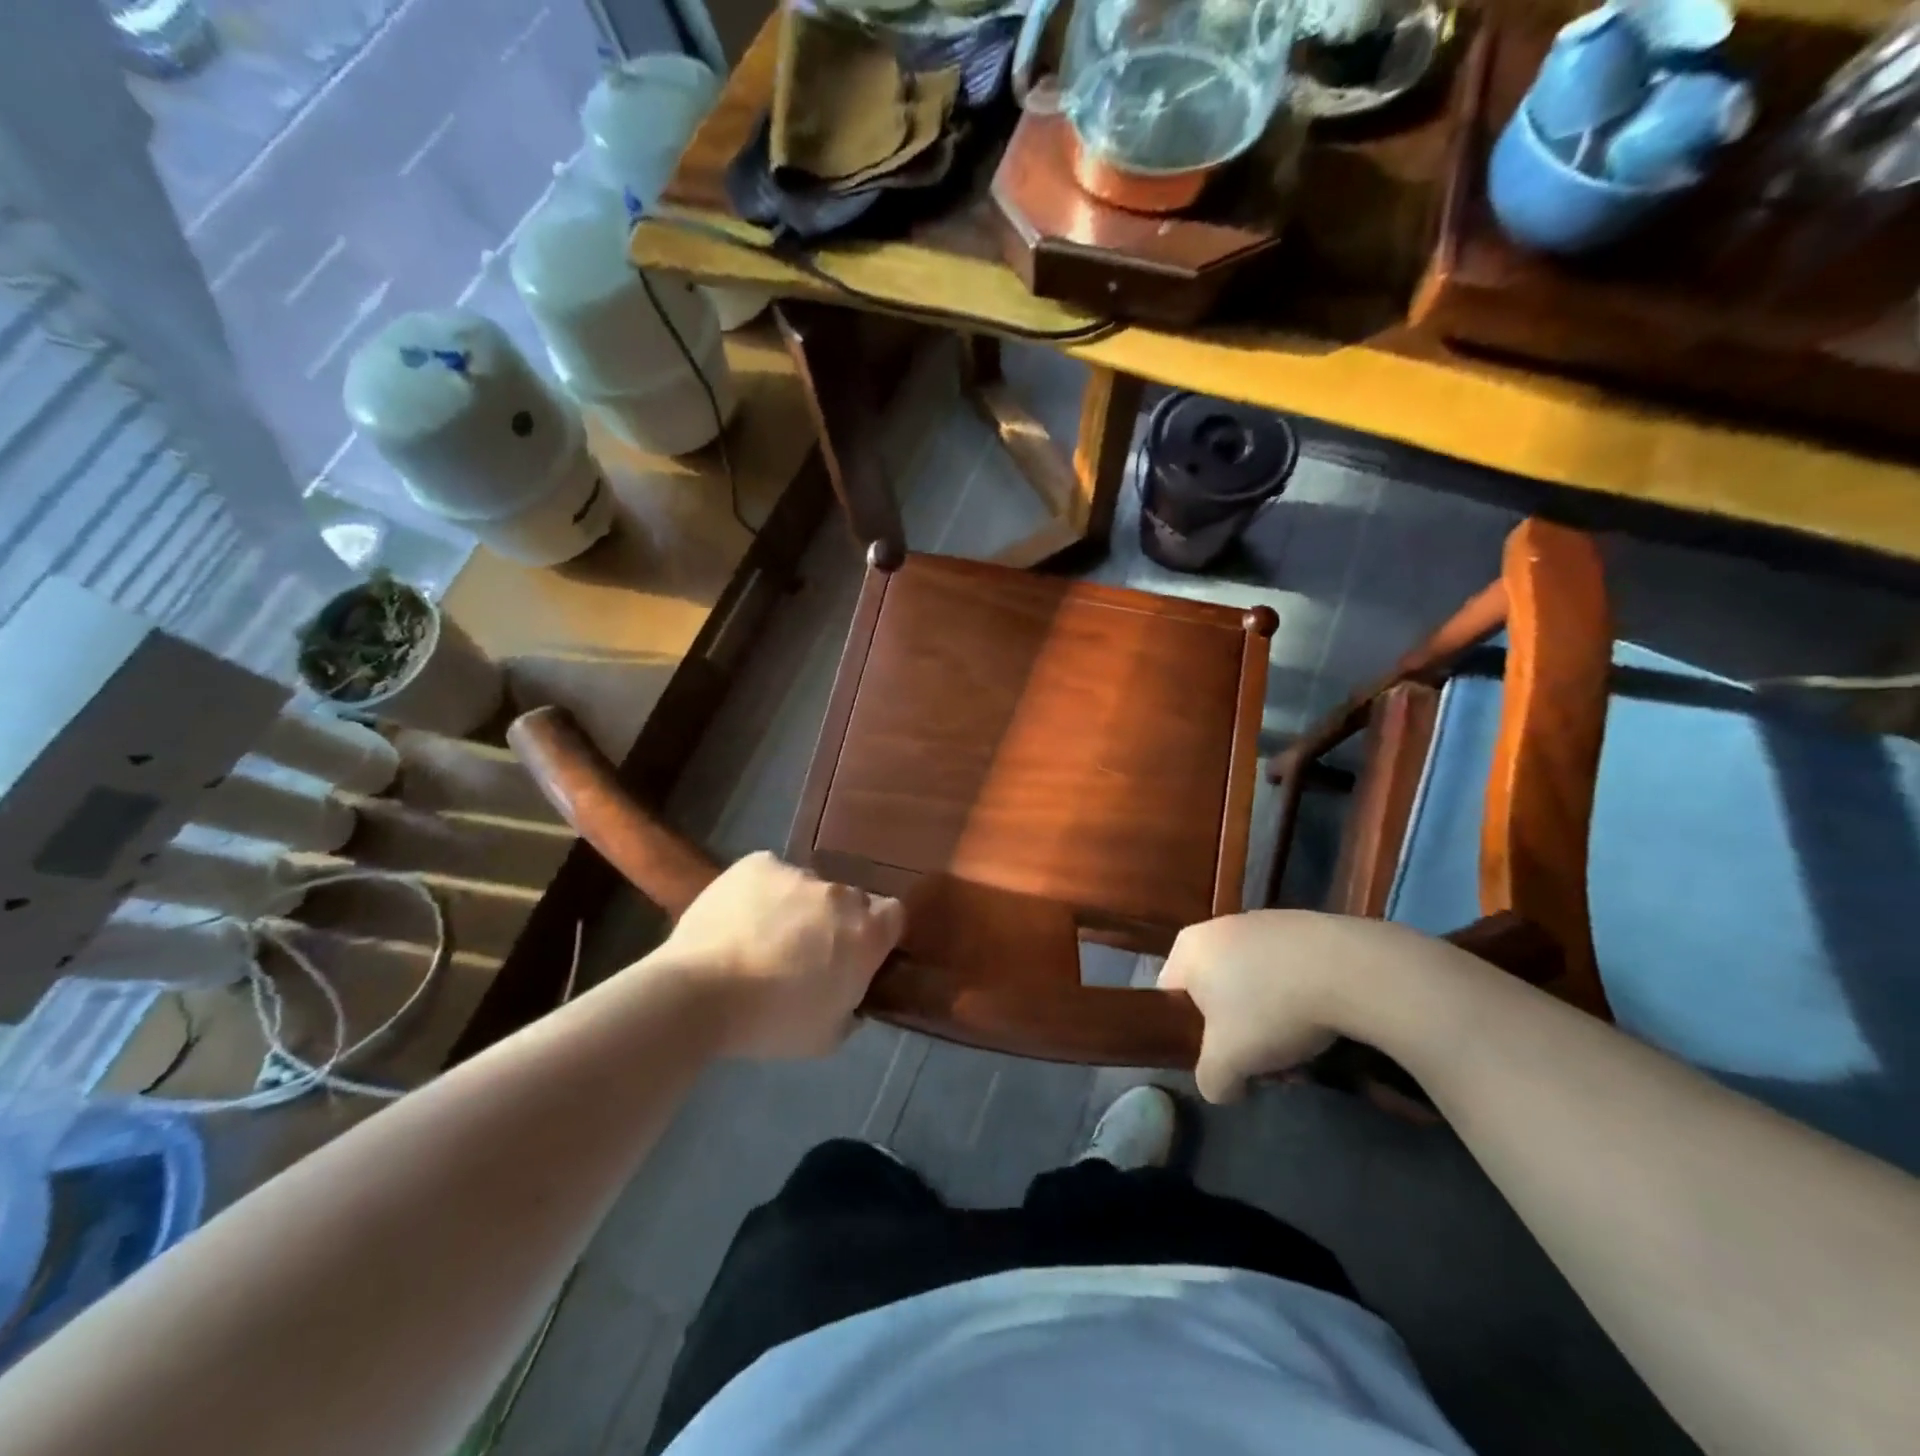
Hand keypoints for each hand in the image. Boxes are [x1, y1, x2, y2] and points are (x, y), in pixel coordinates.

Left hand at [656, 852, 905, 1058]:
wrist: (698, 995)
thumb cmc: (770, 1023)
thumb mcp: (827, 1036)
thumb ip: (851, 1006)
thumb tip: (849, 991)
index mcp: (867, 933)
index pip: (894, 916)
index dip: (878, 933)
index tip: (857, 954)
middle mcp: (840, 894)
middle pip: (849, 900)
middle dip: (835, 921)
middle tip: (806, 951)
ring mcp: (799, 873)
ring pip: (807, 887)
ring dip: (796, 907)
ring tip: (762, 937)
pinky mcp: (758, 863)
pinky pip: (770, 875)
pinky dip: (762, 892)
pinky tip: (739, 918)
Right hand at [1160, 910, 1428, 1102]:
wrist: (1348, 969)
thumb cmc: (1270, 1010)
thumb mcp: (1228, 1062)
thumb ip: (1210, 1080)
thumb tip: (1221, 1086)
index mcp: (1187, 949)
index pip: (1169, 996)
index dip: (1187, 1034)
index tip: (1219, 1059)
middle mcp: (1217, 926)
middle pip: (1214, 991)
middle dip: (1236, 1031)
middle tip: (1263, 1062)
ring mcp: (1260, 921)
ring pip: (1252, 982)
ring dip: (1269, 1018)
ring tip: (1299, 1050)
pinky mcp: (1301, 925)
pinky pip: (1284, 969)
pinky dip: (1296, 995)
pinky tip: (1322, 1020)